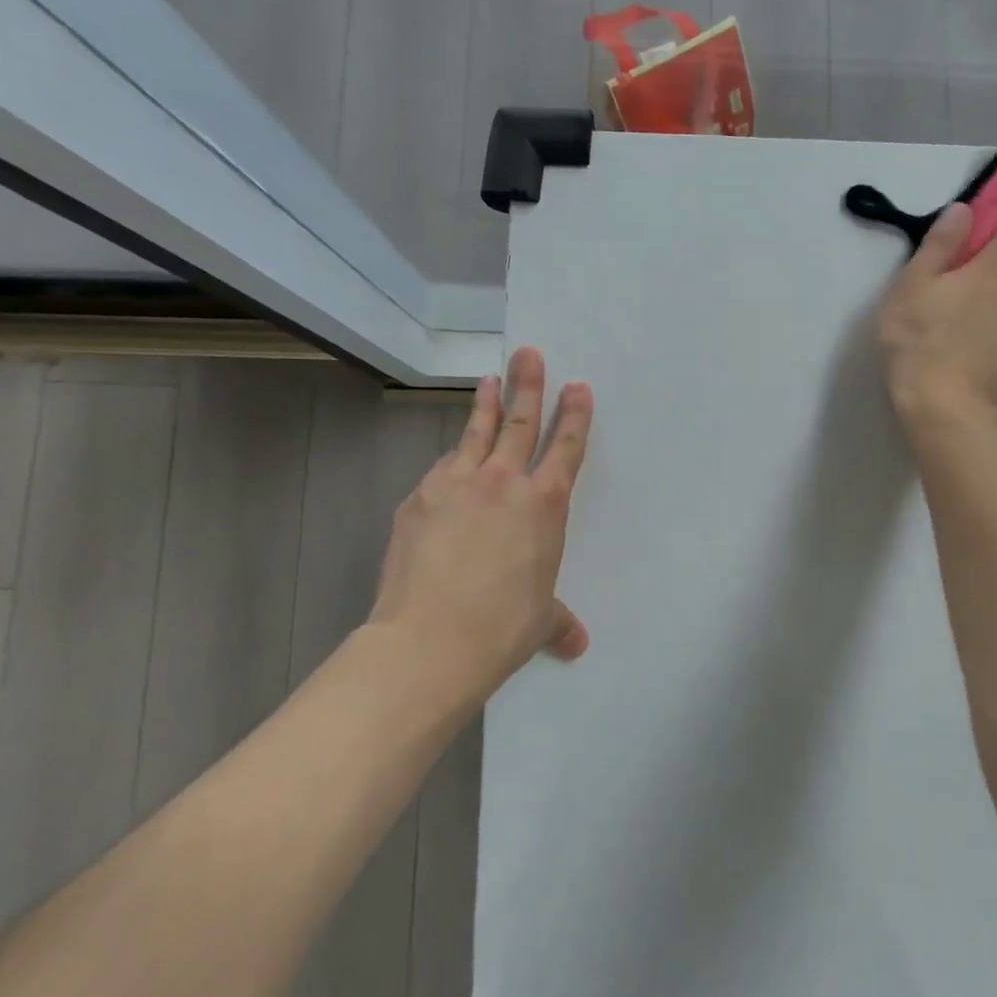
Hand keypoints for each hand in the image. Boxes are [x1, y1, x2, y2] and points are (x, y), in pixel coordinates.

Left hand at [370, 347, 593, 698]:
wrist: (429, 641)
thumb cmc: (501, 628)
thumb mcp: (540, 621)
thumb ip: (558, 620)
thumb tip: (576, 643)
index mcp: (543, 505)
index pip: (566, 448)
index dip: (574, 415)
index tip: (577, 386)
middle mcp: (503, 483)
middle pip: (520, 422)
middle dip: (528, 385)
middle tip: (529, 353)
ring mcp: (456, 485)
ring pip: (477, 433)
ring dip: (486, 404)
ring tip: (490, 379)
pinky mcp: (419, 499)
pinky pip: (442, 468)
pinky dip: (453, 457)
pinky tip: (452, 459)